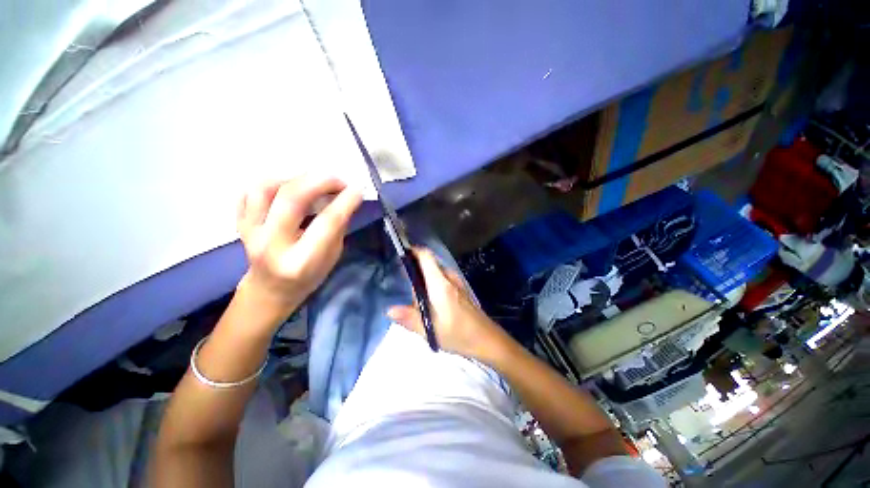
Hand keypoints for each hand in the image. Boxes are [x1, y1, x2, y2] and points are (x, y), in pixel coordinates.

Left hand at [236, 175, 361, 319]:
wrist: (270, 289)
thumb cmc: (308, 276)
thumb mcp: (332, 257)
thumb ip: (337, 228)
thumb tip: (345, 198)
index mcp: (301, 261)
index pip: (326, 223)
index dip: (344, 202)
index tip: (358, 189)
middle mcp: (272, 245)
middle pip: (292, 199)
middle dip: (320, 182)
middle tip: (338, 181)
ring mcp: (250, 233)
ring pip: (265, 189)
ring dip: (294, 179)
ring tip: (312, 183)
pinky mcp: (240, 224)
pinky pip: (249, 193)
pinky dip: (271, 183)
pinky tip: (288, 188)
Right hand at [387, 248, 509, 362]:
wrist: (486, 339)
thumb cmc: (458, 334)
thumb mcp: (430, 330)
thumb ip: (409, 318)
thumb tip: (389, 310)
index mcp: (440, 284)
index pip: (426, 257)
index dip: (414, 251)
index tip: (401, 254)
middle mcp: (449, 278)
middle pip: (429, 263)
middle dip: (416, 269)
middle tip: (404, 285)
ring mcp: (457, 282)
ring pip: (436, 271)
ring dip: (424, 278)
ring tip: (416, 298)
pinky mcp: (460, 288)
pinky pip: (442, 278)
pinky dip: (432, 282)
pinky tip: (430, 301)